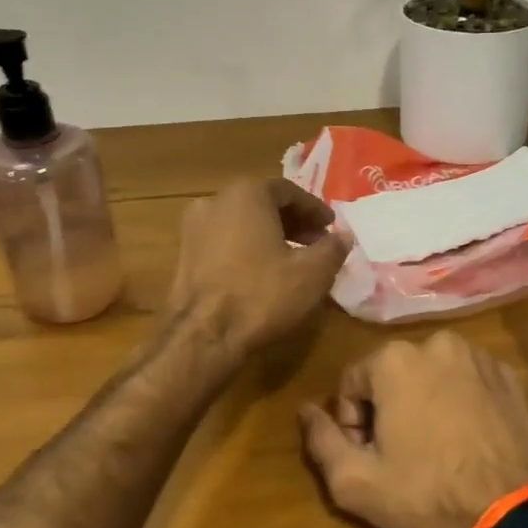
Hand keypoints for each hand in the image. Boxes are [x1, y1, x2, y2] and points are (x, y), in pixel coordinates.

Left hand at [168, 178, 347, 354]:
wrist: (203, 336)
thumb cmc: (262, 295)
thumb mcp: (313, 273)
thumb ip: (333, 248)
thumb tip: (343, 236)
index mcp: (247, 193)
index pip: (289, 191)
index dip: (315, 209)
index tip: (331, 227)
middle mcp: (215, 201)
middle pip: (263, 203)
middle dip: (293, 221)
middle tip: (316, 242)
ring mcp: (194, 228)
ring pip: (242, 222)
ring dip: (270, 235)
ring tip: (292, 259)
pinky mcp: (184, 255)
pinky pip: (224, 241)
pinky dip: (247, 248)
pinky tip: (262, 273)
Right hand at [299, 332, 527, 527]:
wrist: (508, 510)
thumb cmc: (424, 494)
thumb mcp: (355, 481)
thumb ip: (320, 440)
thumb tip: (306, 409)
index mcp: (394, 359)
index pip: (352, 383)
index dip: (353, 423)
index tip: (370, 456)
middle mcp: (436, 343)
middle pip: (392, 375)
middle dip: (388, 409)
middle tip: (400, 454)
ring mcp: (477, 356)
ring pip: (431, 374)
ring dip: (424, 401)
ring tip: (435, 447)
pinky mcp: (507, 375)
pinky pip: (467, 380)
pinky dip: (459, 401)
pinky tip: (465, 438)